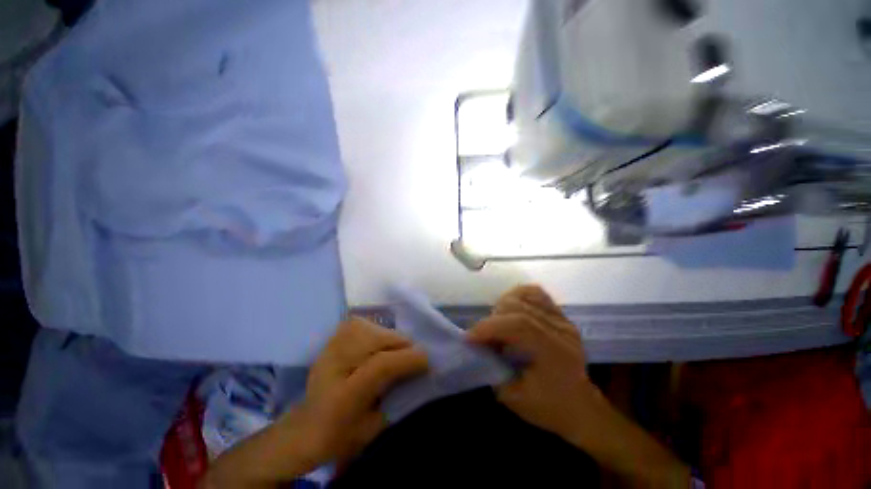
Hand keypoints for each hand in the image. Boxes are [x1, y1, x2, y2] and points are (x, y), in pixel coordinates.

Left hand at [206, 318, 427, 487]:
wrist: (306, 426)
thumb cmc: (342, 433)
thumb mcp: (375, 427)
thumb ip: (399, 398)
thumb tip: (419, 370)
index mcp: (342, 395)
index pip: (381, 366)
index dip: (408, 360)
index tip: (427, 361)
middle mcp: (334, 362)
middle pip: (381, 340)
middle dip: (402, 349)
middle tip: (409, 361)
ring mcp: (332, 344)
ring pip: (377, 329)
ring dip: (391, 341)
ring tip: (391, 354)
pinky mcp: (334, 335)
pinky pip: (367, 324)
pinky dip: (378, 333)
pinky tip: (375, 346)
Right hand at [470, 286, 690, 487]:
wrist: (582, 407)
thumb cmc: (550, 408)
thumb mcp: (516, 398)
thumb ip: (493, 370)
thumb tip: (477, 347)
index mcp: (554, 351)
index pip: (518, 325)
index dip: (489, 327)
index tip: (469, 337)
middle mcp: (560, 329)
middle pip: (518, 306)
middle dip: (493, 319)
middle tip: (484, 336)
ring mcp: (562, 318)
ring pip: (525, 294)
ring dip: (503, 306)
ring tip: (497, 322)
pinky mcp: (560, 315)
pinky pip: (535, 293)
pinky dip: (517, 296)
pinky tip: (511, 309)